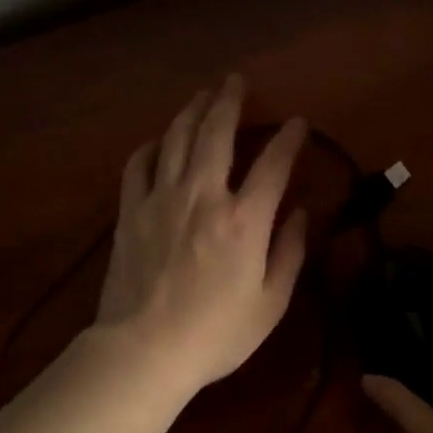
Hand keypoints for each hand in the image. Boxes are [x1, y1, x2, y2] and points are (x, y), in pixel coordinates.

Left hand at [95, 75, 308, 393]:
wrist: (144, 351)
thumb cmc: (216, 334)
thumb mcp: (271, 303)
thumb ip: (290, 253)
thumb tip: (302, 214)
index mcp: (244, 220)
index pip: (273, 164)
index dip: (289, 139)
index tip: (297, 123)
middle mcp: (203, 196)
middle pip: (217, 133)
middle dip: (230, 101)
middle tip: (236, 81)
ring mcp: (161, 199)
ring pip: (176, 138)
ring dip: (192, 111)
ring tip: (202, 95)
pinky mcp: (130, 212)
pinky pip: (139, 165)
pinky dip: (152, 145)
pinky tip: (160, 140)